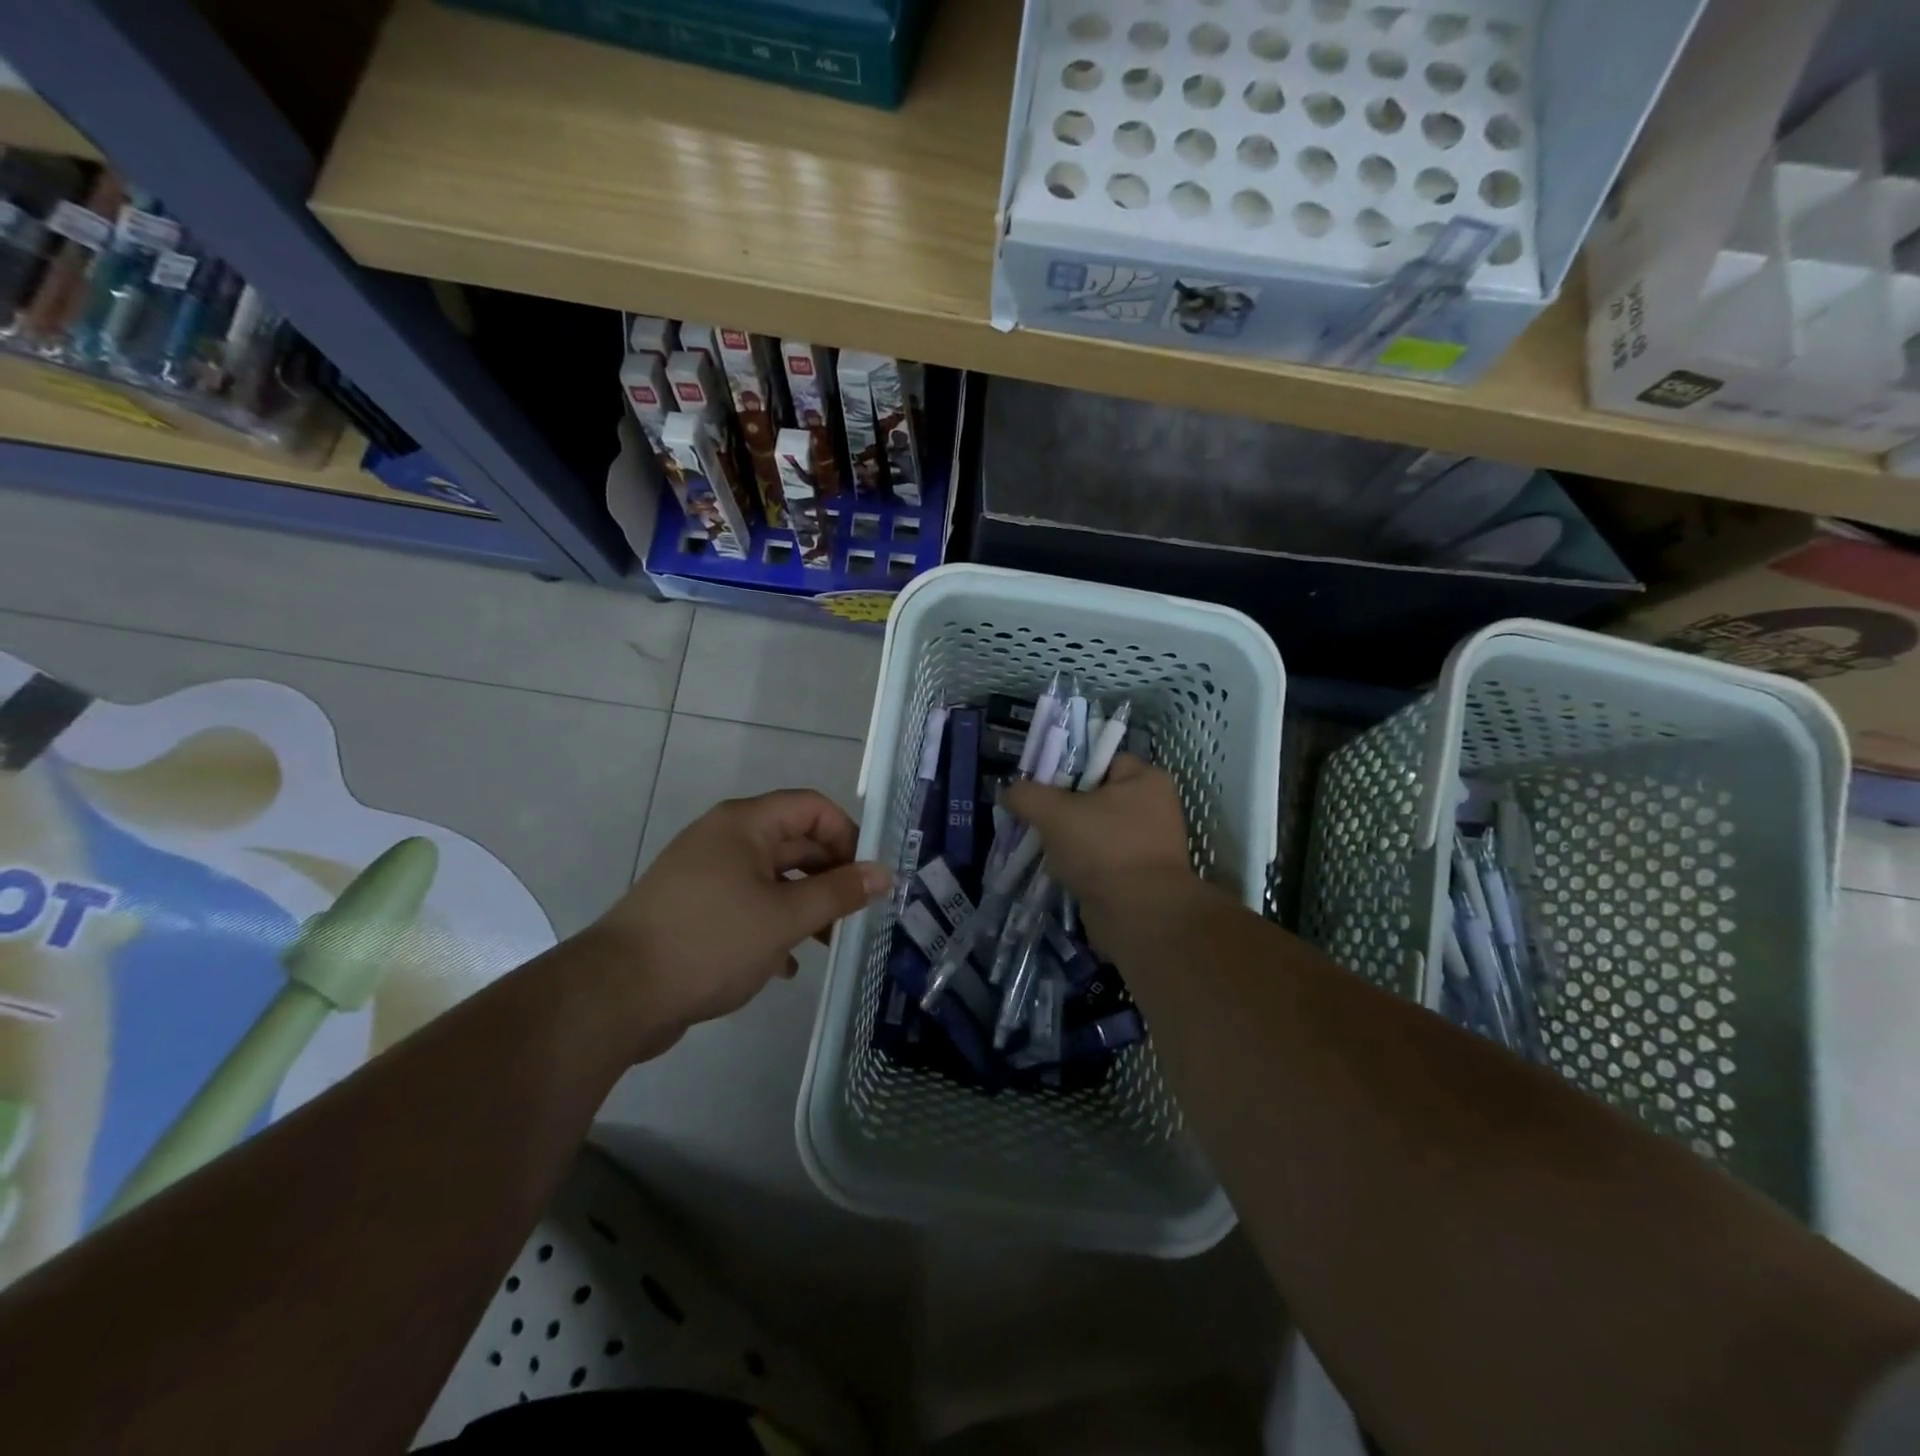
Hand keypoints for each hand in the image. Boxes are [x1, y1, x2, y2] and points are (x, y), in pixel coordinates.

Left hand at [587, 790, 889, 1053]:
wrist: (616, 995)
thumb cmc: (710, 941)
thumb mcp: (785, 917)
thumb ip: (838, 893)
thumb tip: (884, 873)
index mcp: (744, 824)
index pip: (812, 808)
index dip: (847, 835)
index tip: (867, 877)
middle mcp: (725, 839)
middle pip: (794, 842)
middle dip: (829, 875)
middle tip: (856, 914)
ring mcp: (706, 875)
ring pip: (773, 878)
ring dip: (805, 905)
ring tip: (828, 943)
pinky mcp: (694, 911)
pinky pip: (748, 906)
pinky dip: (773, 926)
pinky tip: (786, 964)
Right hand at [1003, 755, 1202, 952]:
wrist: (1139, 917)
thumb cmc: (1103, 849)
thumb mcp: (1054, 812)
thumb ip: (1027, 795)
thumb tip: (1009, 791)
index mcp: (1146, 780)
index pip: (1101, 759)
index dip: (1068, 768)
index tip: (1040, 786)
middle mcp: (1154, 808)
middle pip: (1095, 796)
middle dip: (1063, 808)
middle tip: (1035, 817)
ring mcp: (1149, 845)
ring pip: (1095, 831)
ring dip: (1068, 840)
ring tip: (1042, 846)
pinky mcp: (1138, 876)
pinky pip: (1101, 860)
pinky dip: (1080, 865)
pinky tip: (1059, 871)